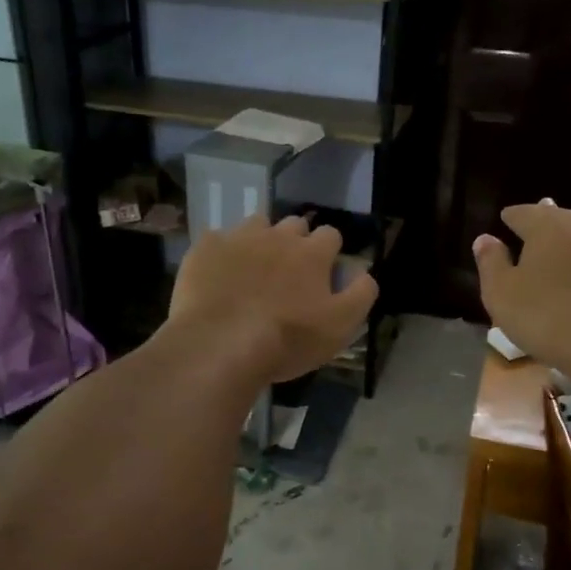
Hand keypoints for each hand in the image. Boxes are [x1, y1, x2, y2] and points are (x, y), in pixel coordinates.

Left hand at [166, 214, 378, 384]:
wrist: (221, 345)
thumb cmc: (287, 339)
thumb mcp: (340, 327)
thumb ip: (361, 295)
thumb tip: (365, 272)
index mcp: (312, 253)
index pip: (331, 235)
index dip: (329, 252)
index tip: (323, 273)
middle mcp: (278, 236)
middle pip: (294, 225)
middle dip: (296, 242)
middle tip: (288, 273)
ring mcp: (239, 238)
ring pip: (256, 225)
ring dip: (260, 241)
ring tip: (253, 270)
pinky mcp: (205, 248)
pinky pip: (217, 240)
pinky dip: (222, 253)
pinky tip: (219, 276)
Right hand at [474, 202, 570, 380]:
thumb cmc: (547, 317)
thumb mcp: (501, 294)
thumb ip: (491, 262)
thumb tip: (485, 239)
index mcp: (550, 226)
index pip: (525, 213)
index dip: (514, 218)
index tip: (507, 221)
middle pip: (567, 221)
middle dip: (554, 229)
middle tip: (545, 241)